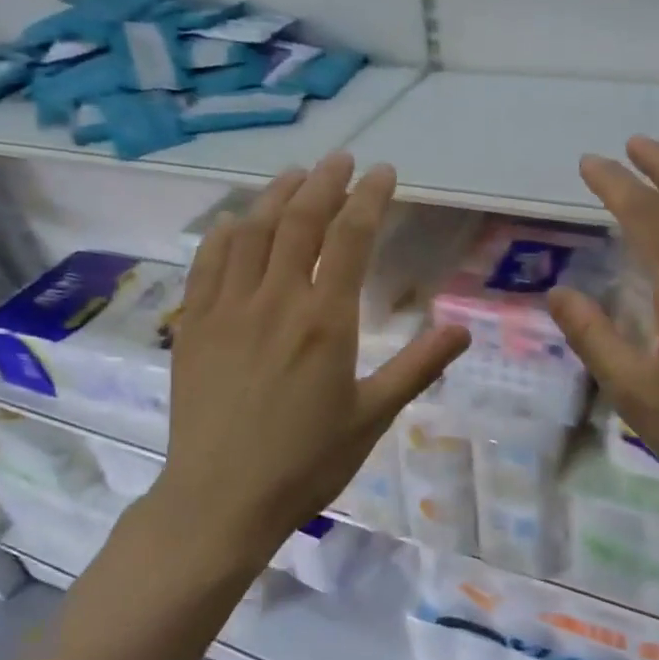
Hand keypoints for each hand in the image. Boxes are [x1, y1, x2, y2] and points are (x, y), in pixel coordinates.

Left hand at [151, 154, 470, 563]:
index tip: (382, 172)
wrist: (220, 500)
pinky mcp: (195, 323)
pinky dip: (226, 230)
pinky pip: (208, 261)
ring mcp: (228, 308)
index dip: (368, 197)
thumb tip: (463, 329)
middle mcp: (275, 300)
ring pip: (251, 230)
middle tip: (341, 159)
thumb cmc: (305, 464)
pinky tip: (238, 220)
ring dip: (276, 195)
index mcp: (325, 320)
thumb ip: (417, 367)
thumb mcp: (373, 418)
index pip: (350, 237)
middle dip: (324, 182)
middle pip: (300, 220)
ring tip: (296, 175)